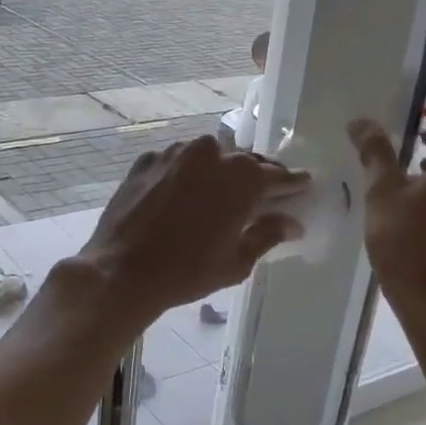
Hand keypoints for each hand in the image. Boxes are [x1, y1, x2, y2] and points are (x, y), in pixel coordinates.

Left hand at [74, 135, 307, 327]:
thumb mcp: (237, 261)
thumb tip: (292, 223)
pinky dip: (184, 173)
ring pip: (207, 156)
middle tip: (261, 194)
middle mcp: (211, 153)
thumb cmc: (188, 271)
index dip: (292, 183)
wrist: (122, 270)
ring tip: (218, 192)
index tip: (303, 186)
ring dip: (217, 171)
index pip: (278, 175)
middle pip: (243, 161)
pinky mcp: (146, 161)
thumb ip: (267, 235)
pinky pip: (175, 162)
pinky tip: (182, 194)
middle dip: (254, 176)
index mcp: (242, 177)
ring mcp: (175, 153)